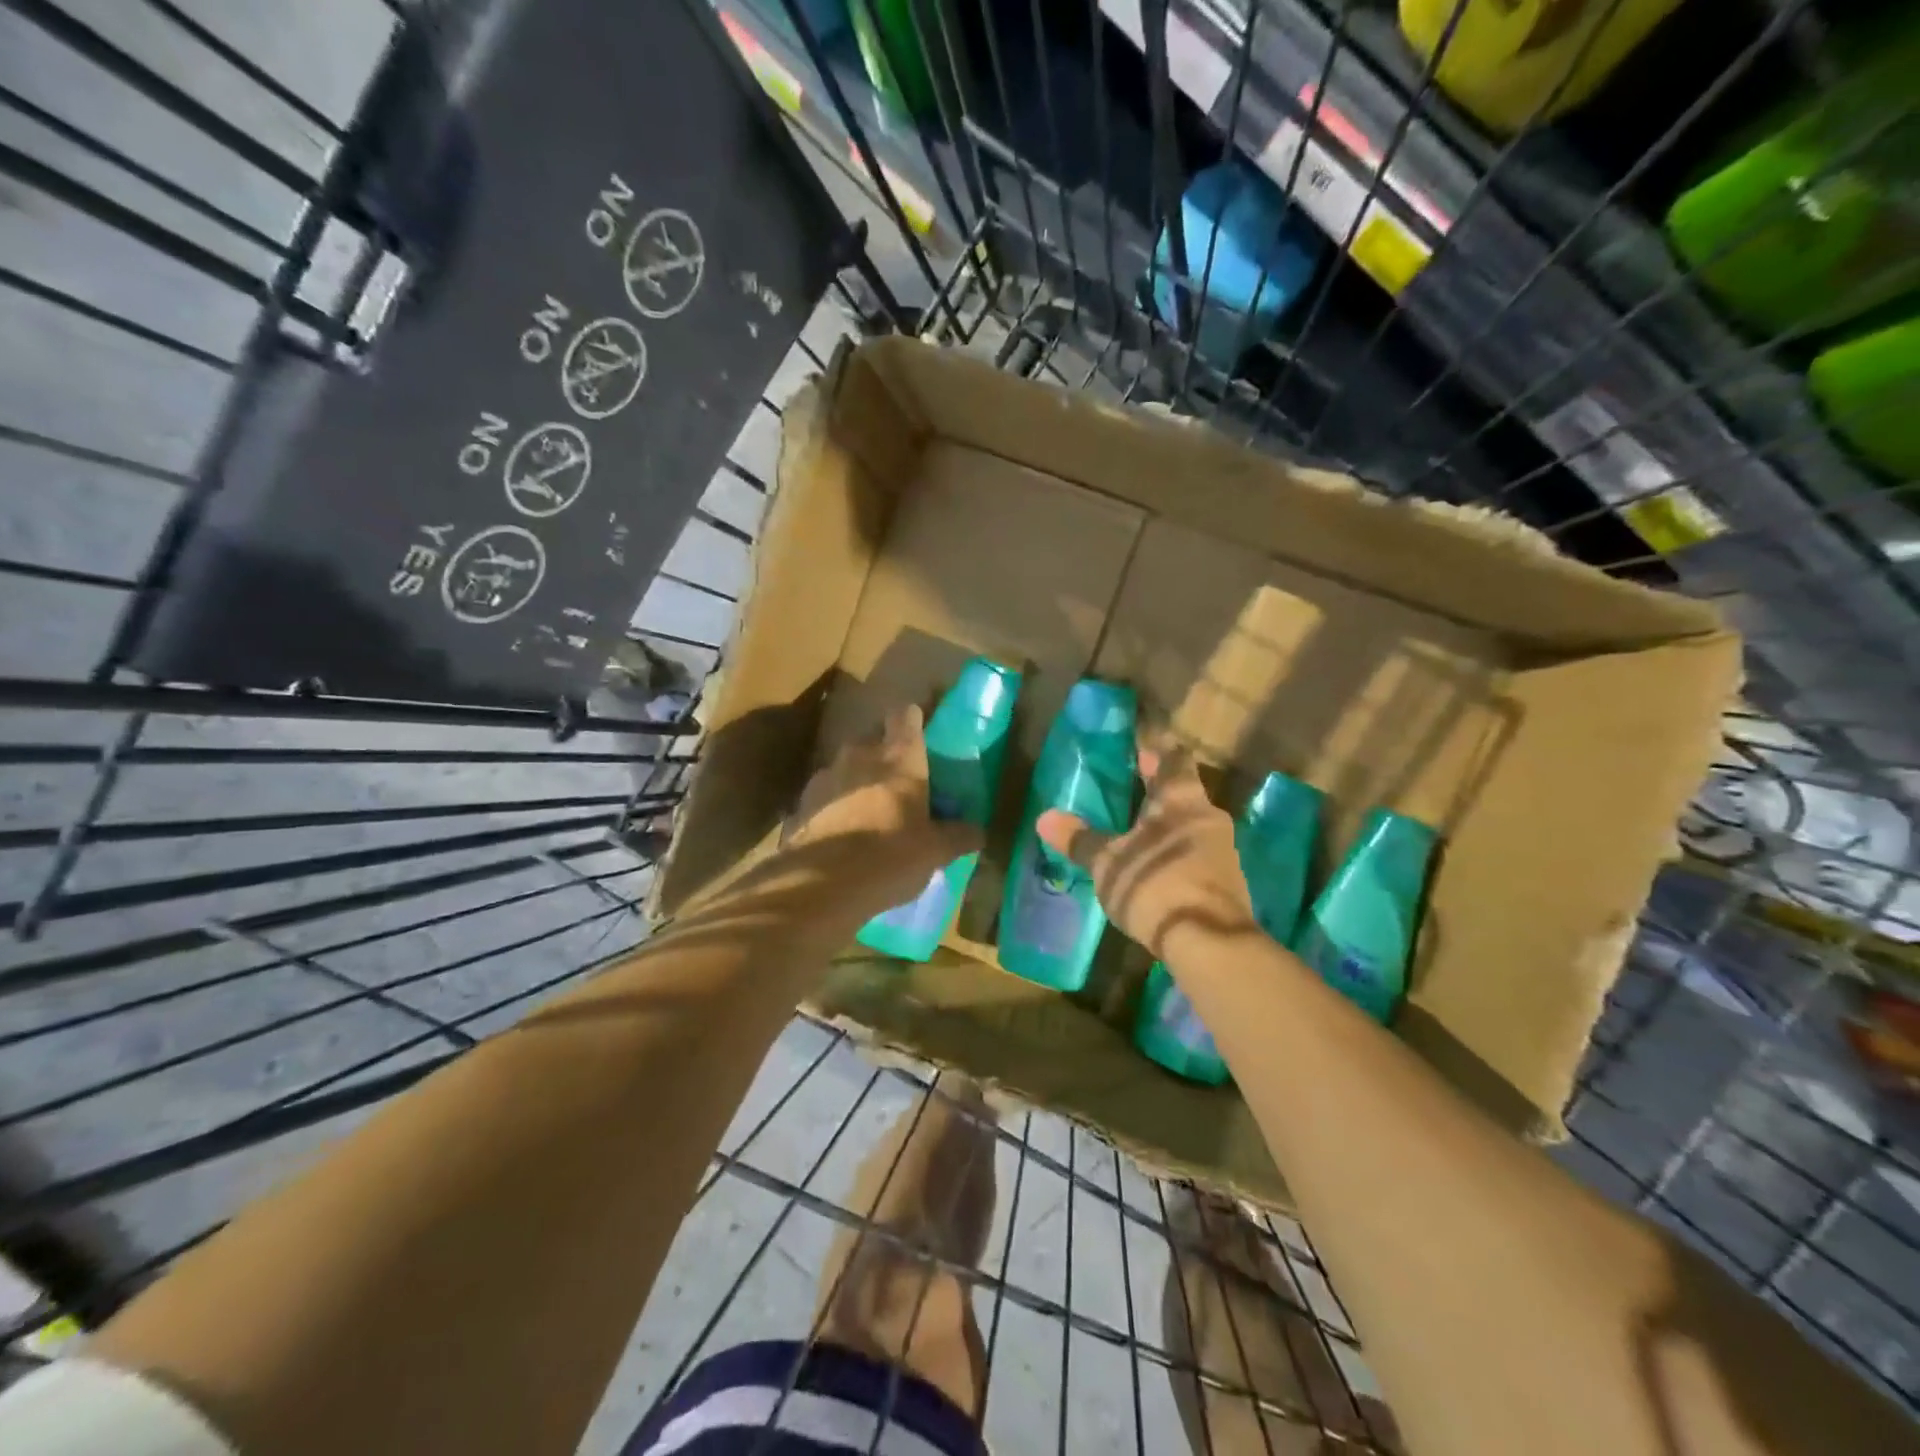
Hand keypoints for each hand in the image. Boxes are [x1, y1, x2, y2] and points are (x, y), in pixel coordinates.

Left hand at [784, 704, 983, 918]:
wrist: (820, 884)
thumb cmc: (890, 856)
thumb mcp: (935, 851)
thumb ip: (958, 836)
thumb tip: (978, 832)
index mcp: (898, 758)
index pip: (905, 716)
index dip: (913, 720)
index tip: (920, 731)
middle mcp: (859, 755)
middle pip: (873, 739)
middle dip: (884, 754)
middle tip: (898, 782)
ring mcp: (825, 777)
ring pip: (845, 767)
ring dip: (856, 781)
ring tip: (867, 811)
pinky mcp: (800, 804)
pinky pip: (823, 796)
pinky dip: (833, 807)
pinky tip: (840, 834)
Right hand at [1037, 739, 1254, 957]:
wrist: (1210, 943)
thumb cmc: (1154, 884)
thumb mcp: (1107, 862)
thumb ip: (1080, 839)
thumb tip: (1044, 817)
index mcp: (1182, 798)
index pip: (1174, 758)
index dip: (1156, 750)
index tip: (1138, 746)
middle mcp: (1208, 816)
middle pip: (1183, 791)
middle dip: (1157, 789)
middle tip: (1128, 786)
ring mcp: (1222, 850)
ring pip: (1190, 823)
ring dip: (1167, 823)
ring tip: (1136, 829)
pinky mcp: (1226, 881)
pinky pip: (1196, 853)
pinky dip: (1174, 851)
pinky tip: (1154, 865)